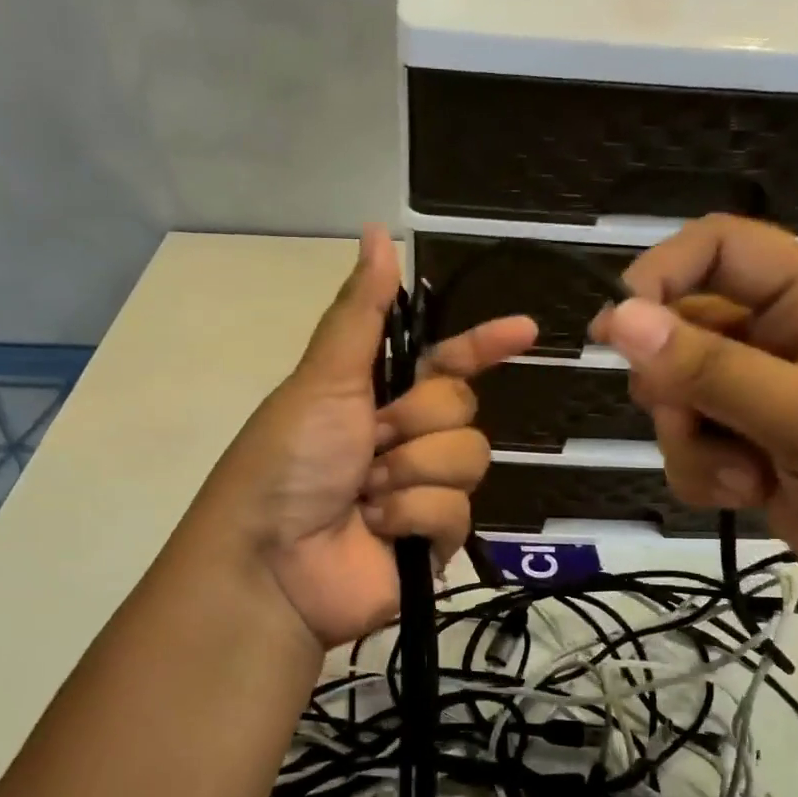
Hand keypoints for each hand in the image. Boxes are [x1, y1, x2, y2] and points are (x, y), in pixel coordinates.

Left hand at [217, 226, 535, 646]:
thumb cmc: (288, 460)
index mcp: (381, 395)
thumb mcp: (323, 379)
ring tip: (367, 493)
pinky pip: (456, 510)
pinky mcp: (435, 540)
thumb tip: (380, 233)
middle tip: (370, 442)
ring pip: (468, 456)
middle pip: (463, 406)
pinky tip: (378, 527)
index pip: (449, 360)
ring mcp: (424, 489)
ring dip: (412, 470)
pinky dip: (412, 515)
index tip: (526, 331)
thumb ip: (362, 312)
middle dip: (417, 420)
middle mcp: (408, 437)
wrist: (271, 563)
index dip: (485, 344)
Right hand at [591, 215, 797, 630]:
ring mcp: (767, 407)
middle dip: (671, 381)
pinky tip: (743, 498)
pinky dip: (701, 474)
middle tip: (685, 417)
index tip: (618, 325)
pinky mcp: (755, 461)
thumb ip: (713, 369)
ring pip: (679, 399)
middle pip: (683, 331)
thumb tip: (617, 318)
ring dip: (688, 439)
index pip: (723, 250)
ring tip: (739, 476)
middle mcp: (784, 346)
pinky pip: (692, 450)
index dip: (664, 272)